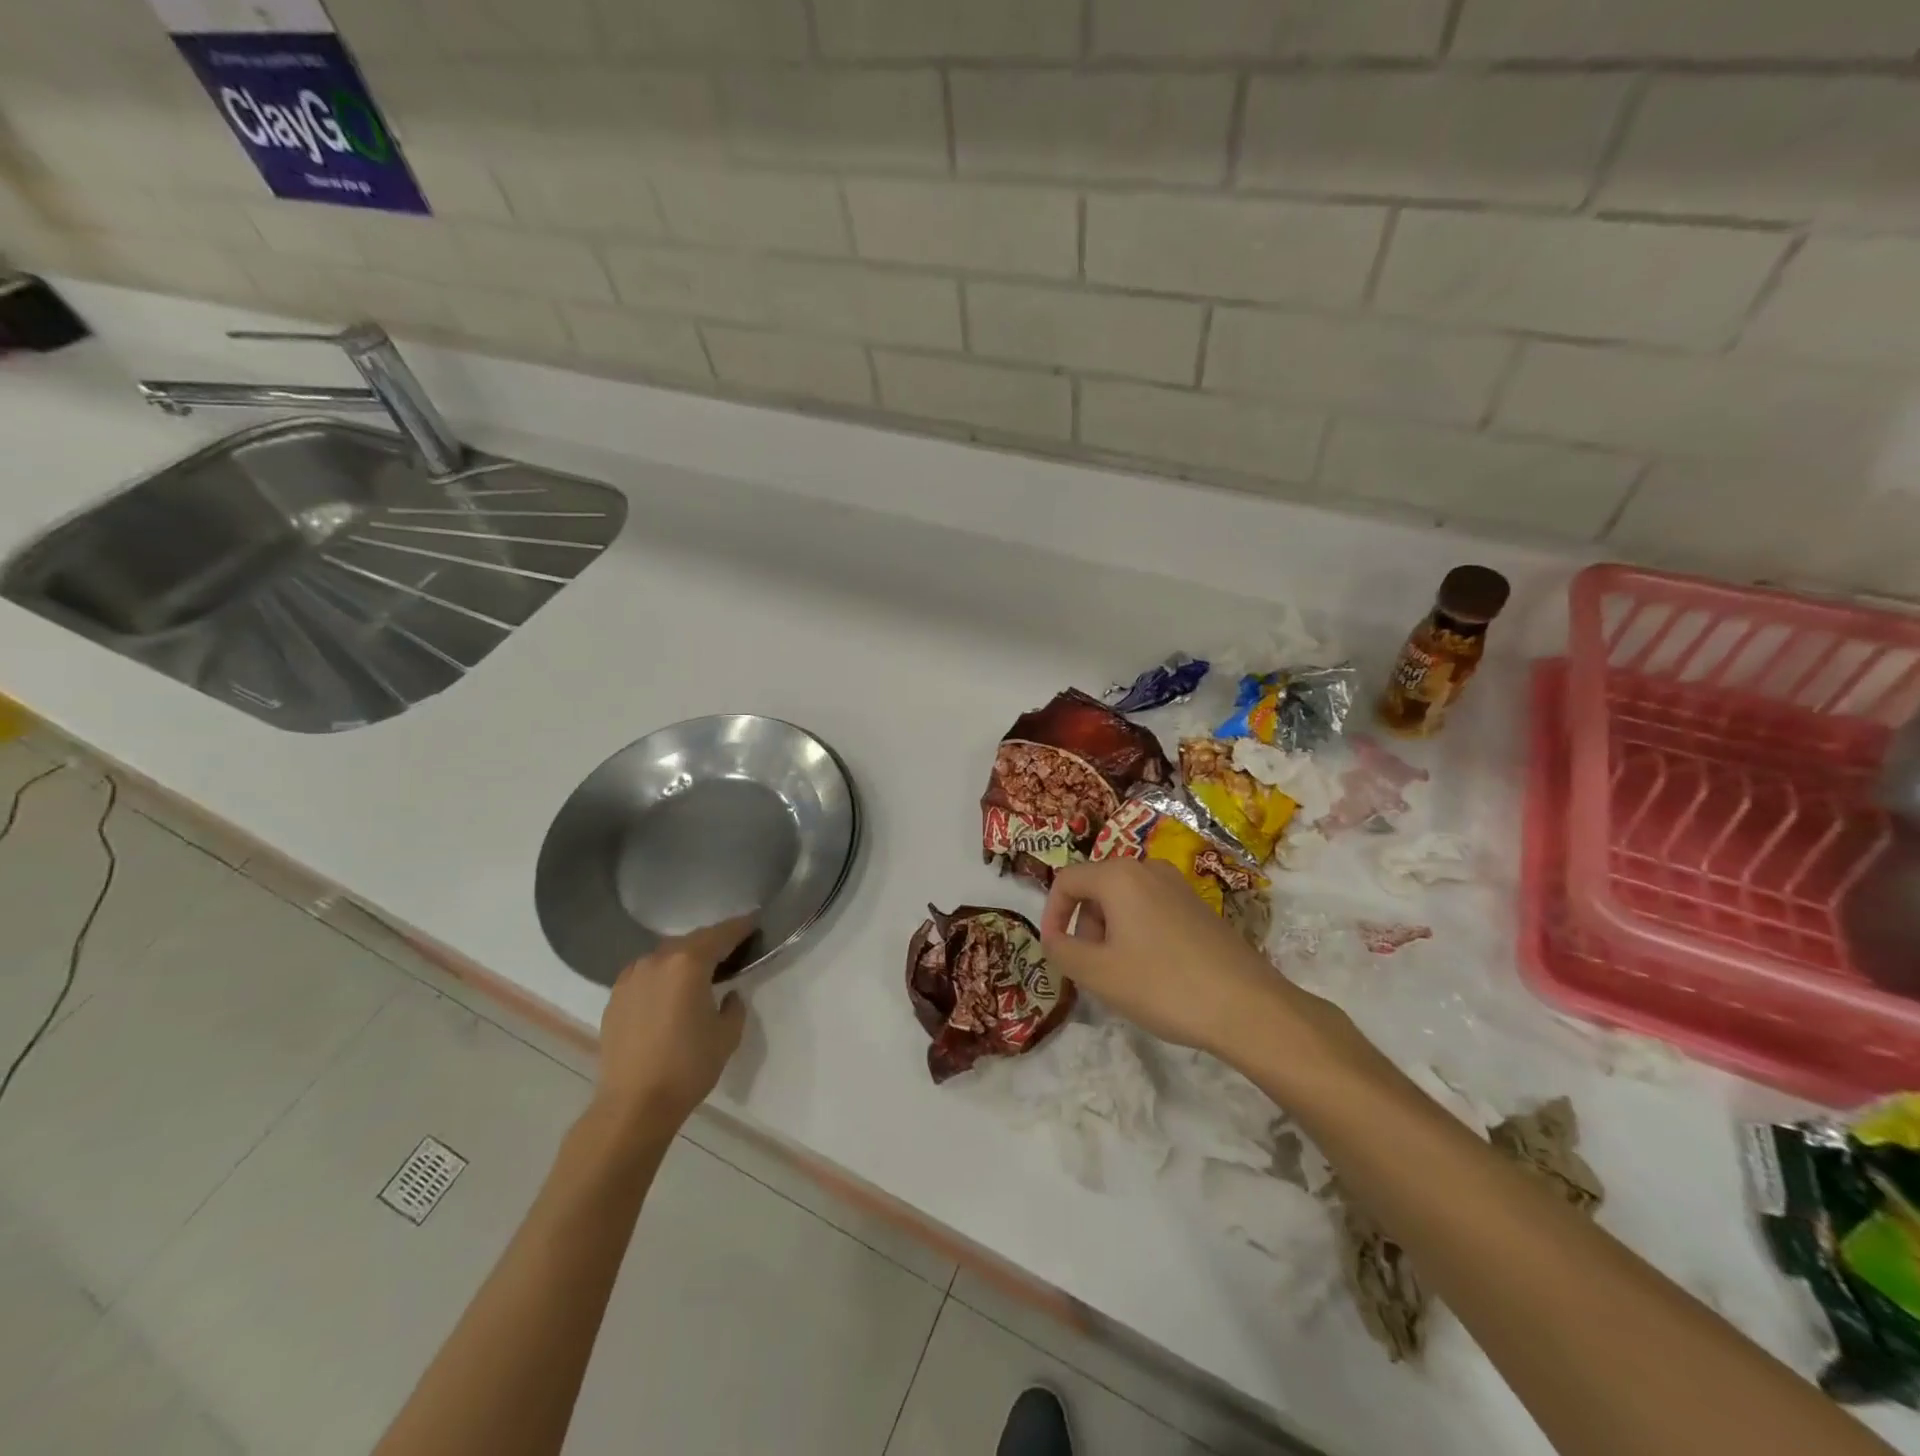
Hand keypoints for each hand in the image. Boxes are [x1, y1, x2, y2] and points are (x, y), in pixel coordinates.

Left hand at [594, 918, 751, 1133]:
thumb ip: (734, 1005)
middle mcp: (657, 960)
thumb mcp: (727, 1035)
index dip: (740, 927)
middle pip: (691, 941)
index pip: (721, 934)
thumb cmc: (689, 1066)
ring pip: (665, 956)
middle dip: (712, 942)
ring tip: (699, 971)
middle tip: (730, 949)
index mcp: (689, 963)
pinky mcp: (615, 997)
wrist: (634, 1104)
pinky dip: (662, 975)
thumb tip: (727, 994)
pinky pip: (645, 974)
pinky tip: (669, 992)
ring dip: (684, 958)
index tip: (754, 921)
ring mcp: (631, 977)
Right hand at [1040, 858, 1340, 1066]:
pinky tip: (1154, 973)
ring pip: (1124, 901)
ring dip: (1111, 933)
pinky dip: (1138, 934)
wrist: (1248, 1007)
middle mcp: (1148, 868)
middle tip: (1092, 970)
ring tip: (1123, 976)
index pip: (1066, 880)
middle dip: (1084, 927)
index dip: (1051, 914)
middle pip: (1096, 888)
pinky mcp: (1199, 906)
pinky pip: (1152, 910)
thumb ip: (1062, 950)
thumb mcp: (1098, 974)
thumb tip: (1054, 937)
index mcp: (1119, 875)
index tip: (1055, 951)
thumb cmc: (1163, 985)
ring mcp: (1178, 886)